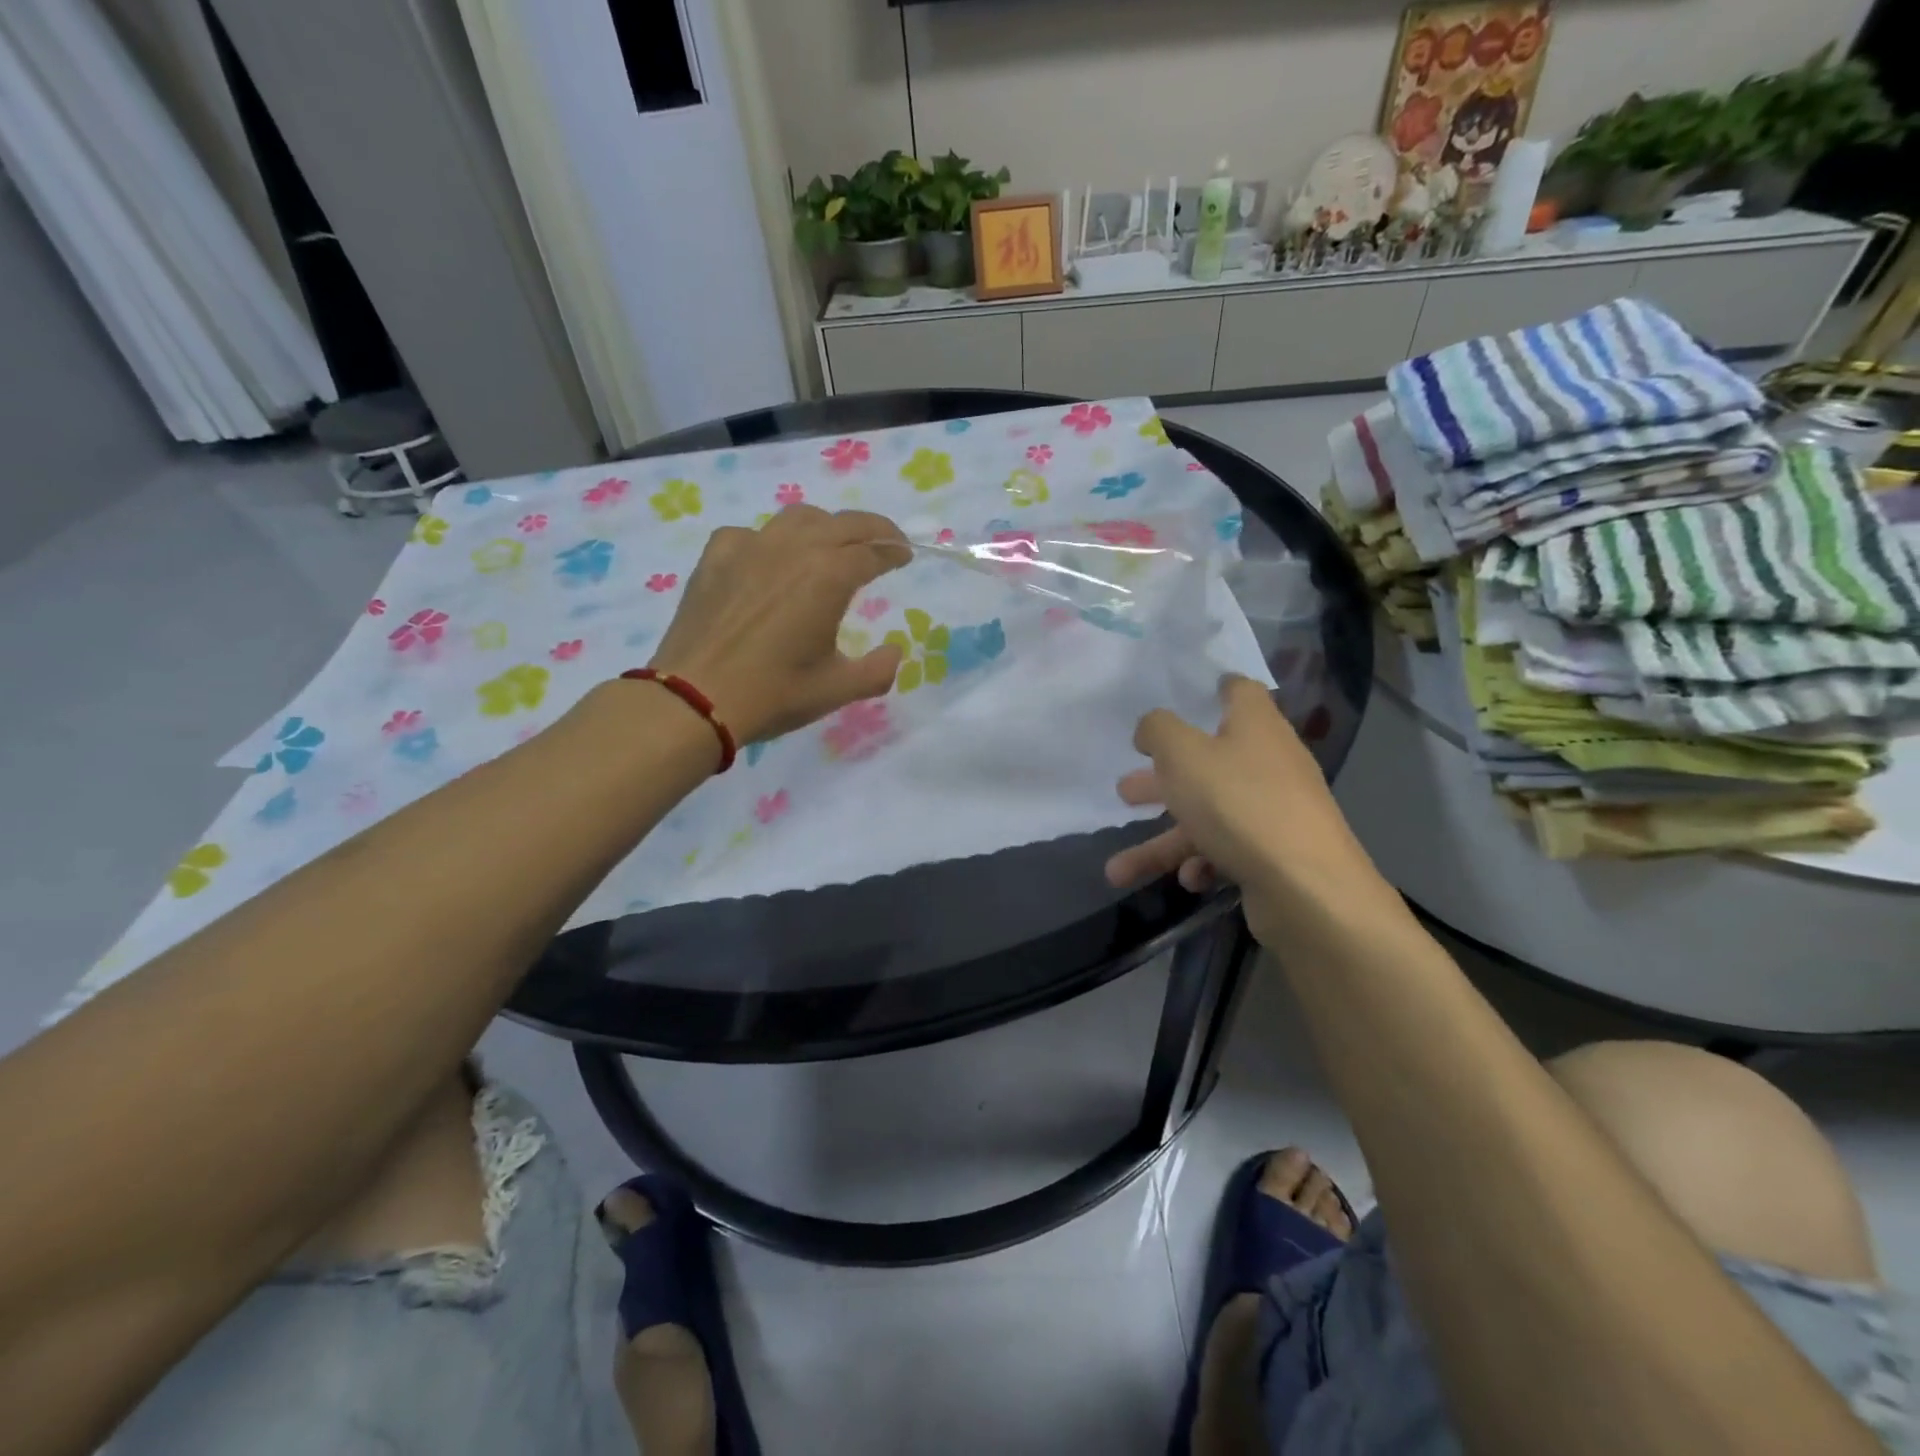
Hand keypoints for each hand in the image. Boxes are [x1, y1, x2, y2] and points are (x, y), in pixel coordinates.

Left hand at [645, 505, 911, 743]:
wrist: (694, 698)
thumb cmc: (773, 694)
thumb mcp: (837, 690)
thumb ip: (877, 670)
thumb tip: (894, 651)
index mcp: (829, 576)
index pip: (873, 551)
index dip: (894, 552)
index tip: (905, 556)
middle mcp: (793, 548)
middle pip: (843, 523)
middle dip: (872, 529)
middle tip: (884, 542)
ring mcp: (750, 546)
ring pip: (798, 518)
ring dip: (826, 526)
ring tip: (832, 545)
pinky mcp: (716, 556)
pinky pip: (752, 533)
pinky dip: (773, 541)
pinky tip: (770, 562)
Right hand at [1103, 675, 1378, 946]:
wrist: (1306, 889)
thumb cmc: (1239, 805)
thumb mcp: (1183, 755)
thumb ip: (1158, 731)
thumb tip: (1150, 727)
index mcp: (1254, 726)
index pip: (1239, 691)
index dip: (1212, 689)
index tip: (1183, 696)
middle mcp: (1267, 763)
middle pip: (1209, 761)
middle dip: (1163, 779)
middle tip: (1126, 790)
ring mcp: (1272, 812)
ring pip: (1206, 816)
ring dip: (1163, 841)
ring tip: (1118, 868)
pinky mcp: (1272, 854)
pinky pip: (1225, 850)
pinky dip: (1200, 862)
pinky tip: (1188, 879)